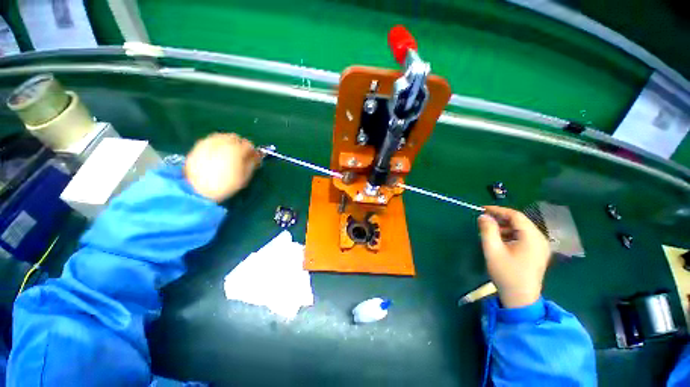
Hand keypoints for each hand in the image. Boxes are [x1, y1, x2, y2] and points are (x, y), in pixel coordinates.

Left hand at [184, 133, 260, 201]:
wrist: (197, 190)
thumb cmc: (225, 185)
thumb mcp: (244, 177)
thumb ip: (252, 164)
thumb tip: (256, 157)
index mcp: (236, 150)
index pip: (249, 145)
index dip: (252, 151)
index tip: (253, 158)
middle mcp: (222, 143)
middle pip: (235, 138)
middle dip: (240, 144)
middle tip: (240, 155)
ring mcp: (209, 143)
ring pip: (222, 137)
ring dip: (228, 143)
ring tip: (228, 154)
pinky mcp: (198, 146)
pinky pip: (211, 140)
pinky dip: (217, 144)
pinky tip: (216, 154)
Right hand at [478, 206, 550, 307]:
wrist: (520, 298)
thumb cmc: (506, 273)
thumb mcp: (492, 250)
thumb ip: (487, 230)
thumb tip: (483, 216)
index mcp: (532, 237)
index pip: (516, 216)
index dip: (498, 210)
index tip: (482, 209)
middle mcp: (540, 239)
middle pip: (520, 221)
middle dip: (500, 218)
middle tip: (483, 219)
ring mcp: (540, 247)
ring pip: (521, 229)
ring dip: (504, 227)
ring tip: (489, 231)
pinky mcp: (537, 253)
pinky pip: (523, 237)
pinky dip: (510, 234)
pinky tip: (499, 240)